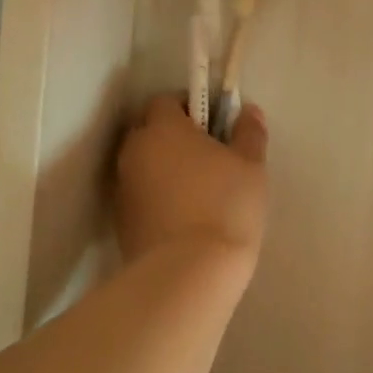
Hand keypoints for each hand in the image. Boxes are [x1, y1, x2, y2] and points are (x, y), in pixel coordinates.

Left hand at [114, 94, 269, 266]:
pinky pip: (141, 194)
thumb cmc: (225, 206)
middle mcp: (134, 150)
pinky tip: (183, 216)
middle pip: (150, 130)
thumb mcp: (251, 166)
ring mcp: (123, 187)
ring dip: (164, 167)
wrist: (189, 272)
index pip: (166, 101)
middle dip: (173, 136)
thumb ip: (249, 133)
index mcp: (163, 128)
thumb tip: (247, 111)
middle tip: (208, 155)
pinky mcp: (121, 220)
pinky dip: (158, 196)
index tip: (214, 125)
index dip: (190, 107)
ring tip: (197, 190)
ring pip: (143, 164)